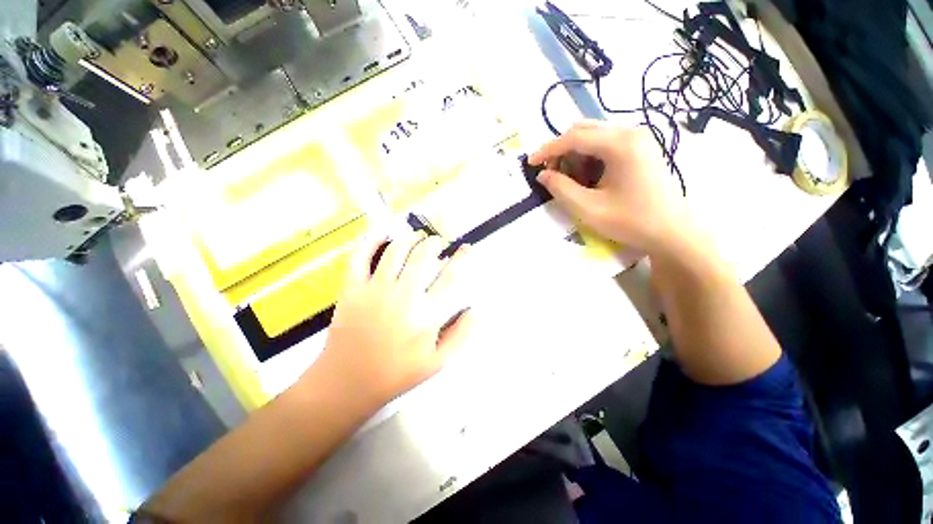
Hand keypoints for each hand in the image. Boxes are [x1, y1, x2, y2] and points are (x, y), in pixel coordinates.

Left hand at [310, 231, 473, 411]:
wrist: (347, 383)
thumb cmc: (396, 374)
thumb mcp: (437, 363)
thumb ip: (461, 335)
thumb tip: (474, 309)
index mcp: (426, 316)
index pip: (450, 278)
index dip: (461, 258)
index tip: (466, 249)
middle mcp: (403, 297)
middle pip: (423, 256)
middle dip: (434, 243)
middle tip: (438, 242)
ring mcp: (375, 291)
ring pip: (396, 250)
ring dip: (410, 238)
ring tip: (416, 237)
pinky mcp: (352, 289)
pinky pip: (359, 256)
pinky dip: (370, 239)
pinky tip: (381, 233)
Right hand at [529, 120, 687, 255]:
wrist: (671, 230)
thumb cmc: (631, 221)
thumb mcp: (588, 208)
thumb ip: (561, 189)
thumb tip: (542, 175)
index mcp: (620, 144)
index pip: (574, 137)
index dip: (548, 150)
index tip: (530, 163)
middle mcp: (631, 132)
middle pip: (583, 130)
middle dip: (561, 150)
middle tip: (550, 174)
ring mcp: (638, 137)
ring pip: (593, 135)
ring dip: (574, 154)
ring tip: (568, 178)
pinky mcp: (640, 147)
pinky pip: (605, 143)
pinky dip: (588, 156)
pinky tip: (586, 176)